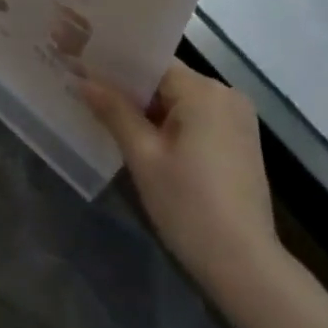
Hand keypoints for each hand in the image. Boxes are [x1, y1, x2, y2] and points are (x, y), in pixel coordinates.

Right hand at [80, 61, 282, 293]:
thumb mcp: (143, 156)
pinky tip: (148, 143)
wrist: (244, 264)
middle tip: (91, 98)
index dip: (117, 68)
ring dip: (152, 110)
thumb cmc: (188, 205)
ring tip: (112, 120)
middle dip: (132, 91)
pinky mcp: (242, 141)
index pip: (152, 63)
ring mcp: (239, 118)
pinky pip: (199, 118)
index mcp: (203, 90)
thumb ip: (114, 111)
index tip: (84, 73)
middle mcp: (226, 94)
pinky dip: (174, 125)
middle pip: (168, 80)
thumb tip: (83, 79)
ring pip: (182, 100)